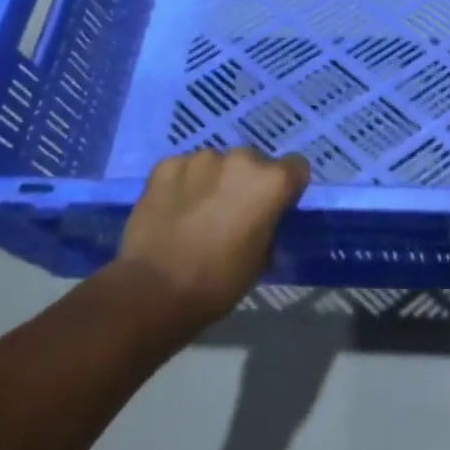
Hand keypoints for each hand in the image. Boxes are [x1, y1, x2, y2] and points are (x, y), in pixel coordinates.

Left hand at [112, 148, 309, 333]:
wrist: (153, 291)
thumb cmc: (219, 282)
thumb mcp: (262, 258)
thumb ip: (270, 224)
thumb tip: (263, 219)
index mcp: (271, 181)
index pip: (296, 167)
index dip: (287, 188)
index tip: (273, 208)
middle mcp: (241, 159)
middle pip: (253, 162)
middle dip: (246, 182)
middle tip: (231, 213)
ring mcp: (201, 158)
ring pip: (217, 164)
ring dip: (214, 181)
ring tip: (197, 213)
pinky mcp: (166, 165)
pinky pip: (184, 169)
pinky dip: (183, 184)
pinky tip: (173, 210)